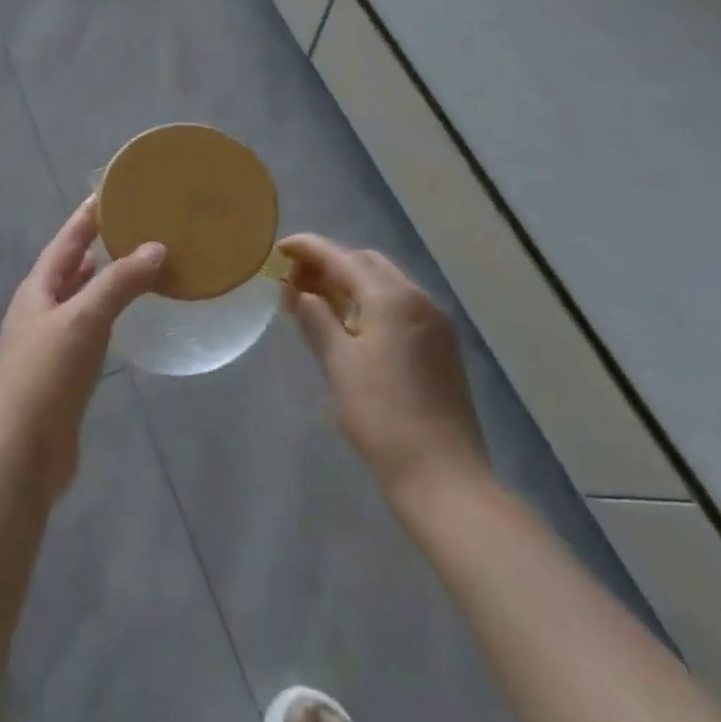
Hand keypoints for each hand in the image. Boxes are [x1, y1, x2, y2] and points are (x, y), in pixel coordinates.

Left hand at [0, 198, 165, 495]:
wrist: (22, 451)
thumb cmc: (47, 375)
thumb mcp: (84, 320)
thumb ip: (119, 283)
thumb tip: (156, 247)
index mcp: (37, 289)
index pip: (66, 241)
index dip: (87, 216)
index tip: (114, 191)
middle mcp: (40, 309)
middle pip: (71, 267)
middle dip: (98, 246)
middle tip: (136, 226)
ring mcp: (50, 342)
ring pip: (81, 299)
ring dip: (104, 281)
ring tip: (136, 263)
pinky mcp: (63, 372)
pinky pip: (90, 330)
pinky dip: (107, 316)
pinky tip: (126, 318)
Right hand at [279, 234, 490, 512]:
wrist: (441, 474)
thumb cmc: (381, 415)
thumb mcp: (338, 364)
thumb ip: (315, 319)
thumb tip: (298, 292)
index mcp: (391, 298)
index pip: (341, 258)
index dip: (308, 248)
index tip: (279, 247)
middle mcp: (418, 299)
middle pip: (367, 263)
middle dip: (330, 263)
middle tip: (295, 279)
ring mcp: (434, 322)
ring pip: (385, 283)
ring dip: (350, 282)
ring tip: (317, 300)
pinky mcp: (441, 345)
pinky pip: (400, 305)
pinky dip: (370, 301)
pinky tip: (350, 323)